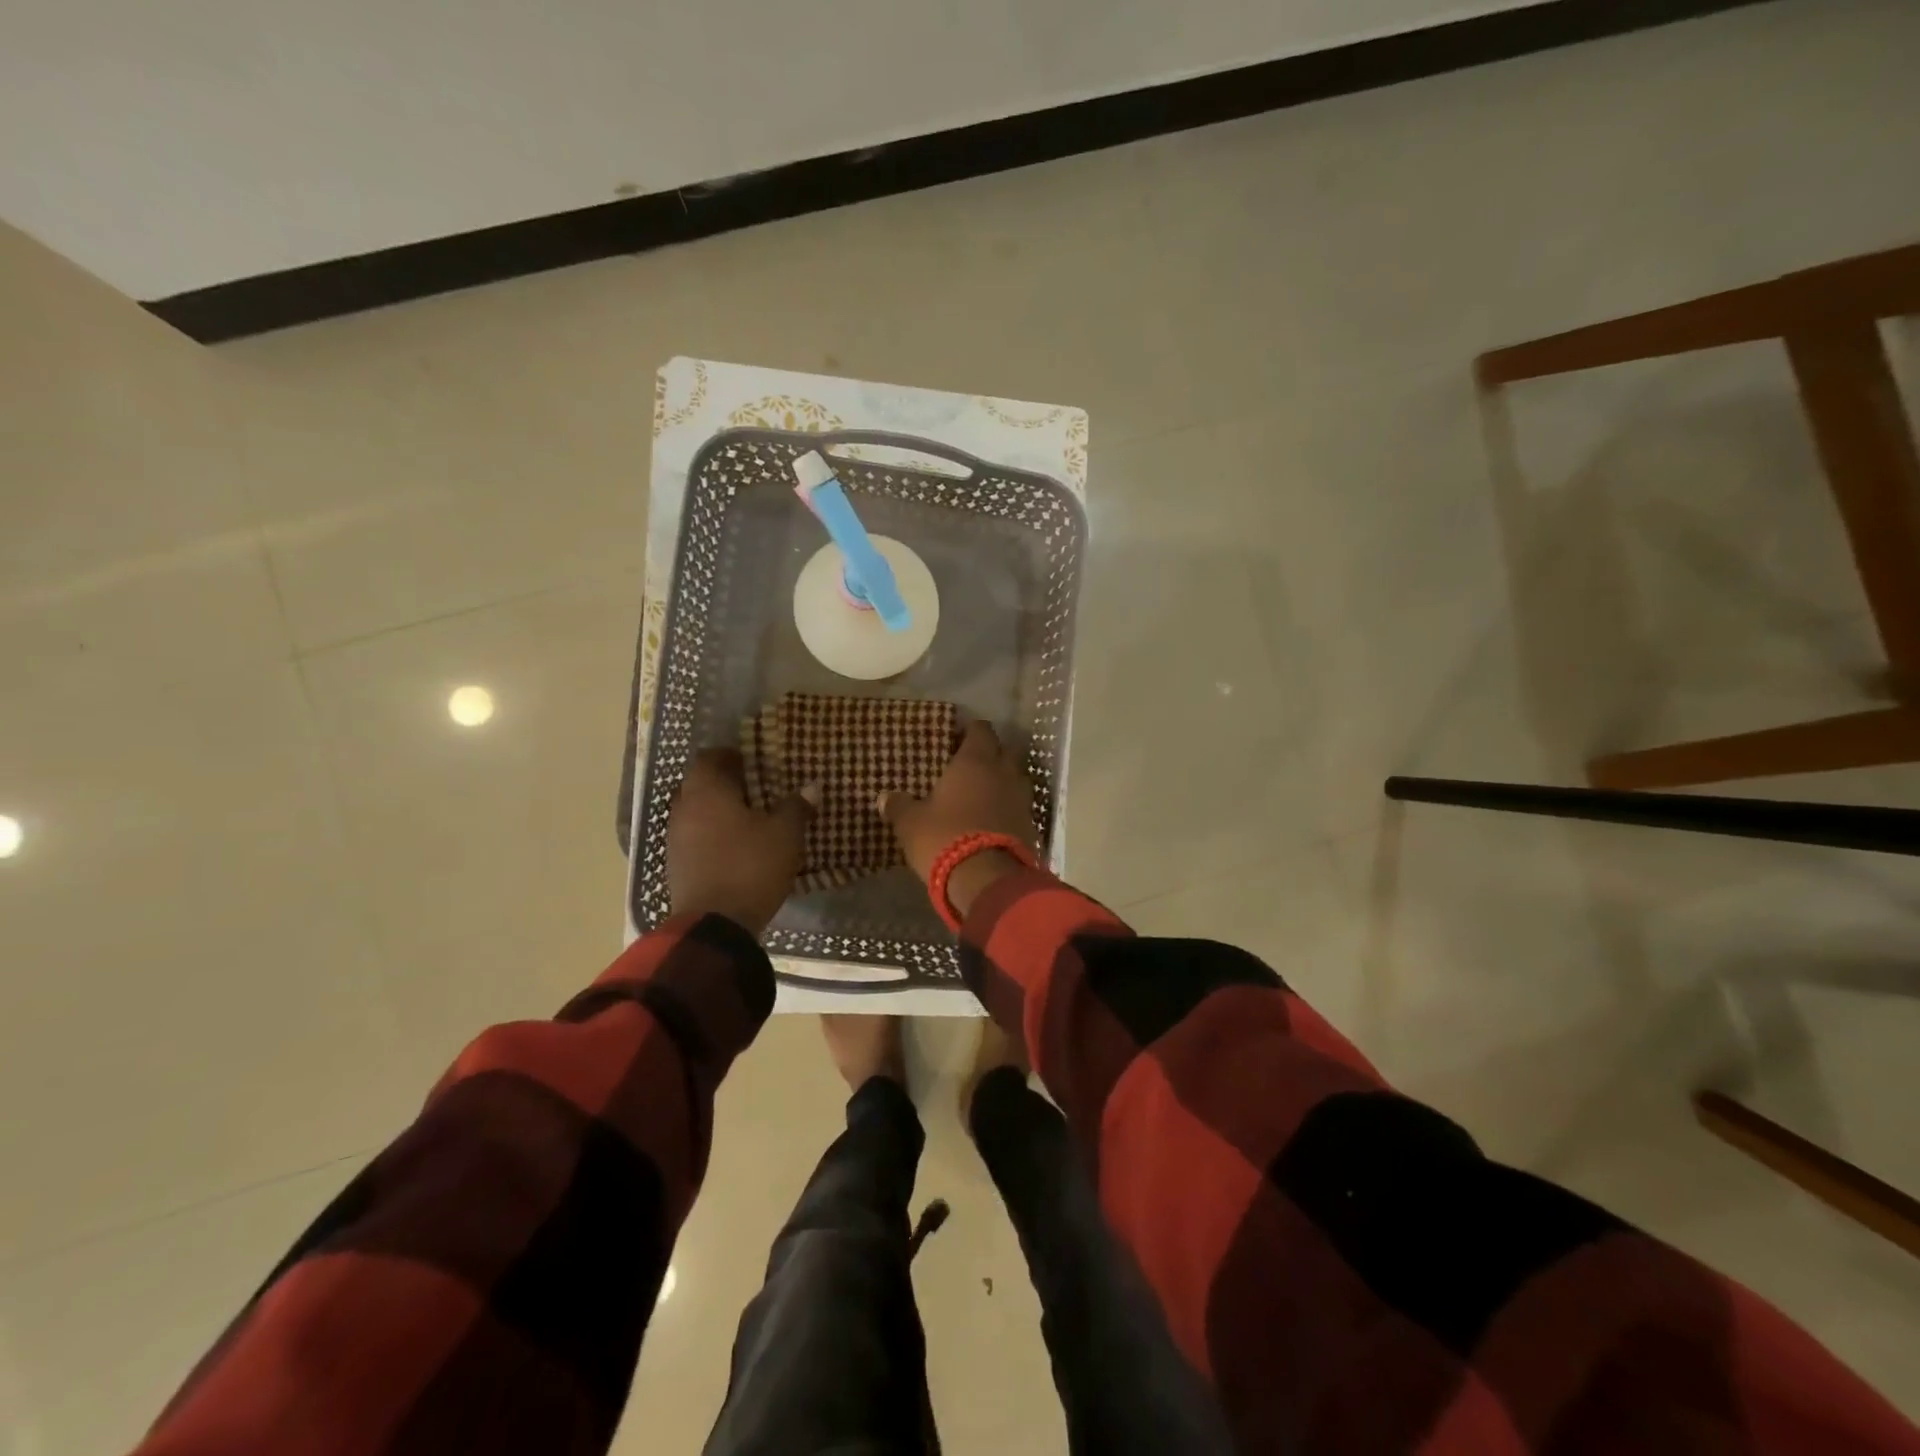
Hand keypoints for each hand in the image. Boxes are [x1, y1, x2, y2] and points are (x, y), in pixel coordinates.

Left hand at [667, 749, 814, 935]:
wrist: (714, 925)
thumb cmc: (750, 866)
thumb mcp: (785, 835)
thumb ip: (796, 807)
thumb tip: (810, 787)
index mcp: (707, 791)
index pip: (711, 757)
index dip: (731, 755)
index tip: (753, 760)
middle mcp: (684, 808)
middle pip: (700, 783)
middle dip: (725, 782)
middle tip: (756, 787)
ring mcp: (675, 839)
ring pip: (696, 812)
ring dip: (718, 810)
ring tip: (748, 817)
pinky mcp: (676, 866)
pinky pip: (694, 837)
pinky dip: (712, 835)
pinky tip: (734, 846)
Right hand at [881, 720, 1037, 913]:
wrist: (988, 880)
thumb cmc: (945, 838)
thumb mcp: (911, 824)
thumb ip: (899, 806)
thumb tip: (884, 797)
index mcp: (975, 761)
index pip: (981, 730)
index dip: (970, 731)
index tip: (957, 738)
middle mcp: (1004, 772)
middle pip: (1003, 750)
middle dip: (989, 754)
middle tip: (968, 766)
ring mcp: (1022, 798)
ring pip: (1014, 778)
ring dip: (1001, 782)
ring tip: (980, 793)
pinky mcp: (1031, 824)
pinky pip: (1019, 805)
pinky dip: (1007, 807)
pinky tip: (992, 819)